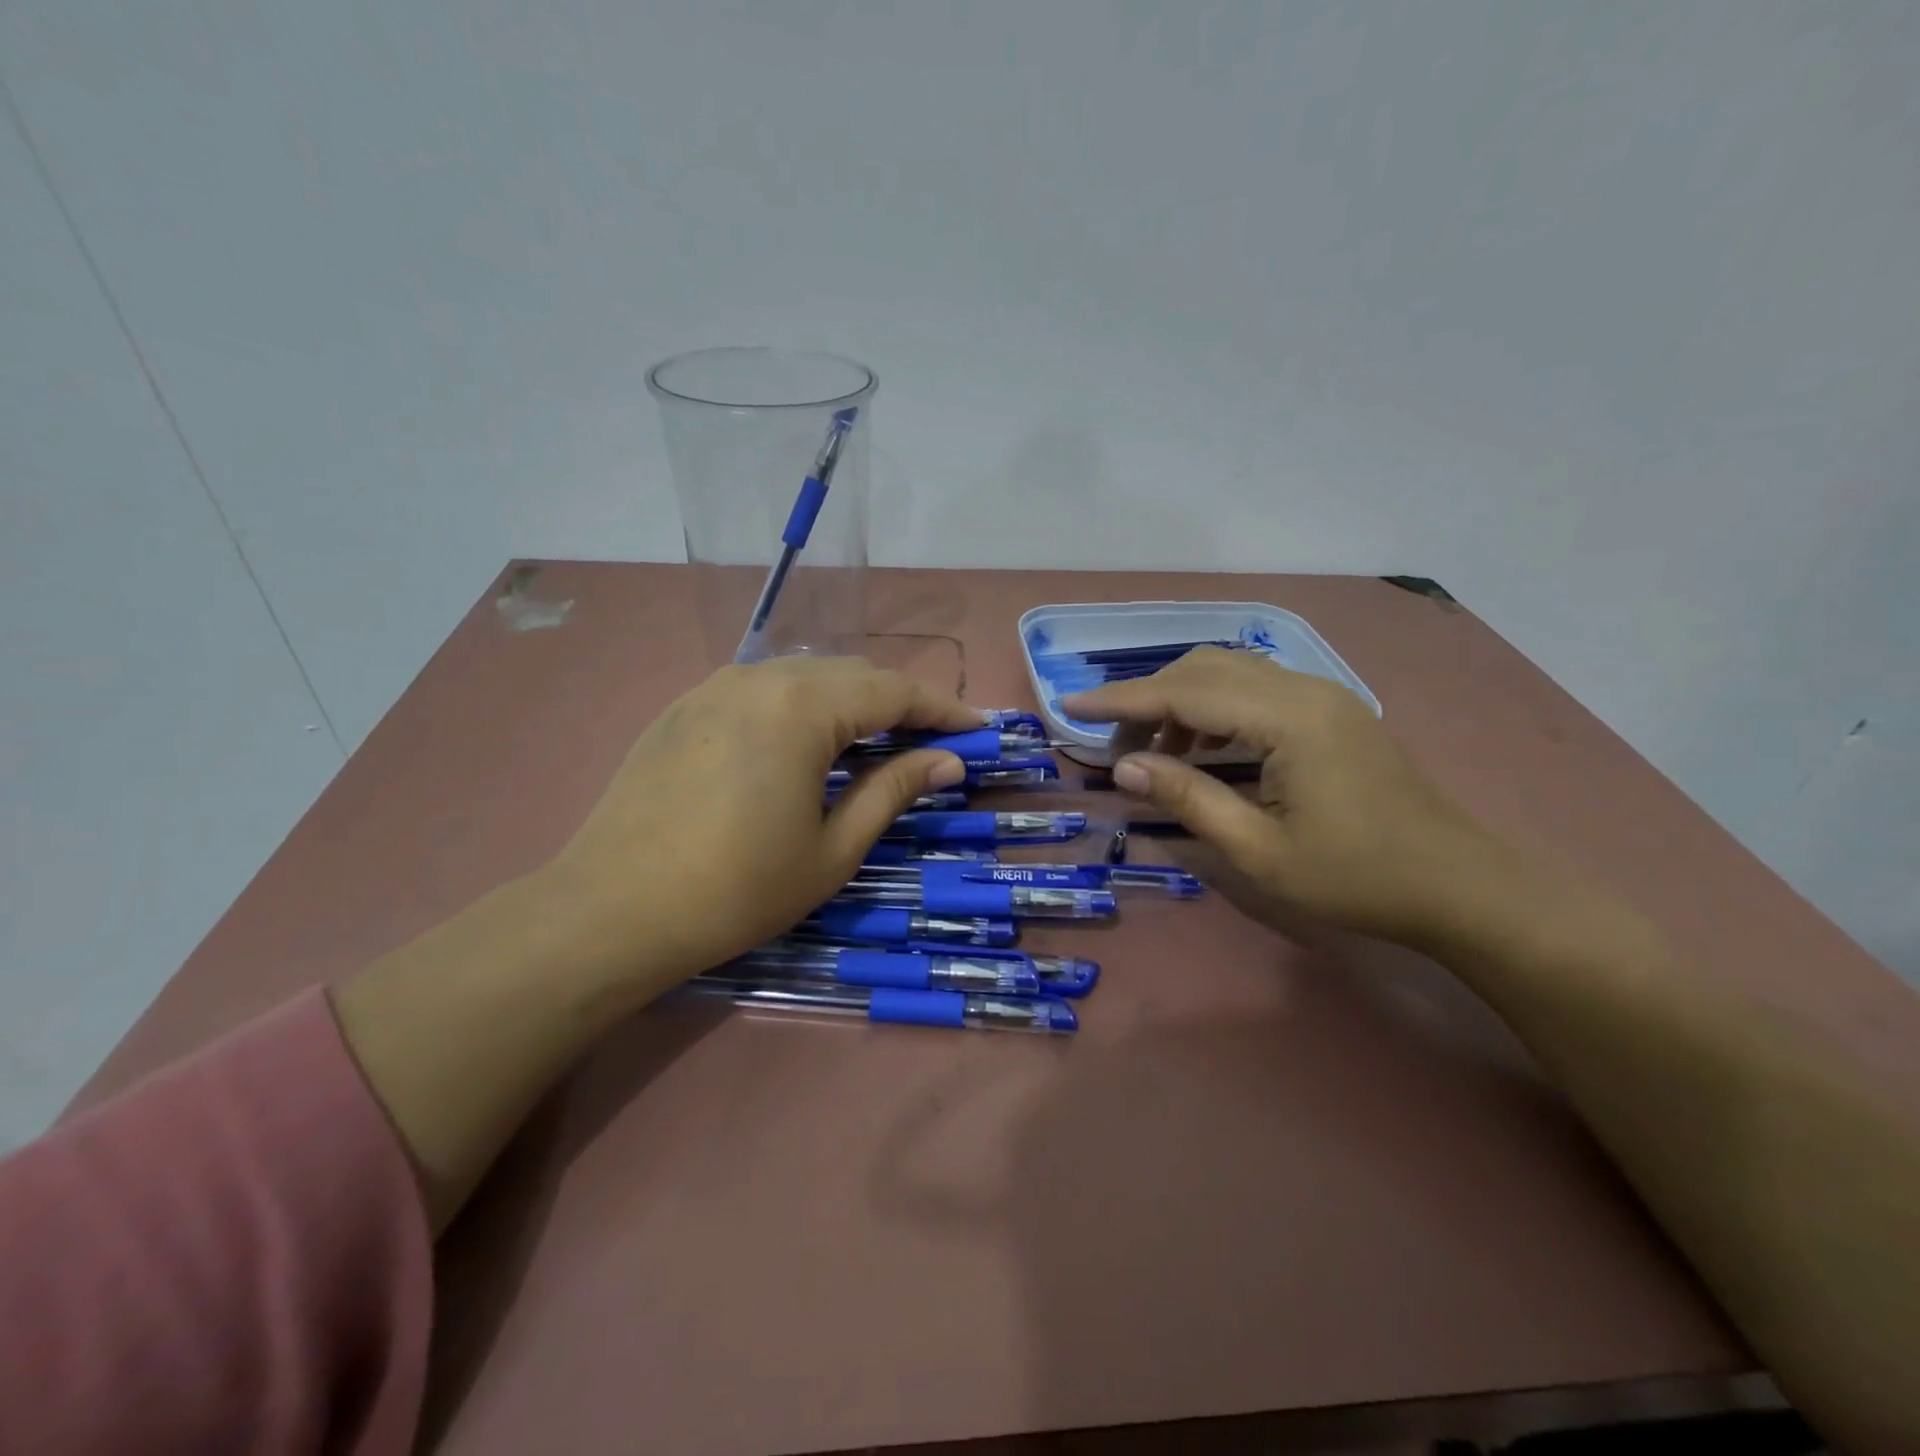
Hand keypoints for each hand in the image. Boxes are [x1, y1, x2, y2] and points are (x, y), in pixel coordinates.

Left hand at [543, 656, 981, 996]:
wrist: (612, 911)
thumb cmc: (738, 889)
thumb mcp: (833, 847)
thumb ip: (894, 790)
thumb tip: (949, 761)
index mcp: (802, 705)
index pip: (894, 692)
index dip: (943, 710)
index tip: (979, 731)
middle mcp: (760, 676)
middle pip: (852, 675)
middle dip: (900, 704)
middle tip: (934, 742)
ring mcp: (715, 686)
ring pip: (806, 676)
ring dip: (851, 703)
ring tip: (878, 743)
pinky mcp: (686, 705)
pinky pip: (763, 690)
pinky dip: (803, 706)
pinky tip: (808, 743)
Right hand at [1063, 647, 1510, 950]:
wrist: (1458, 886)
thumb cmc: (1355, 878)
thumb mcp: (1258, 851)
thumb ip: (1186, 798)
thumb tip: (1124, 767)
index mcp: (1288, 719)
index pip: (1185, 693)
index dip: (1121, 700)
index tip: (1070, 706)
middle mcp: (1304, 689)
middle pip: (1204, 668)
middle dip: (1148, 700)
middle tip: (1115, 749)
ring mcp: (1322, 695)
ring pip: (1229, 673)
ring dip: (1180, 703)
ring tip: (1154, 754)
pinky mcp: (1331, 711)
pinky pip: (1255, 690)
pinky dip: (1213, 709)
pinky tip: (1202, 749)